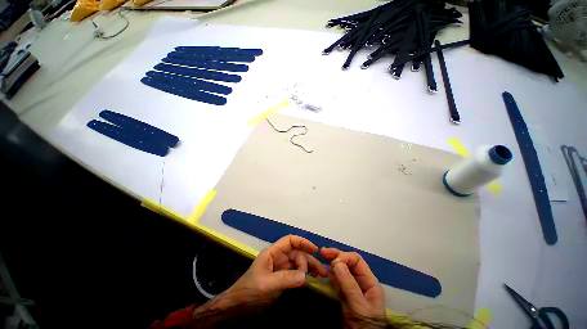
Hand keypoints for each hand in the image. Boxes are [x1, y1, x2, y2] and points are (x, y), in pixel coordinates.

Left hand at [213, 235, 327, 307]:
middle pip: (297, 253)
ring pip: (298, 263)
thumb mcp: (266, 284)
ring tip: (321, 275)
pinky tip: (312, 279)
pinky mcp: (282, 278)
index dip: (303, 242)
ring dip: (309, 267)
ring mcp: (281, 268)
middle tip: (318, 273)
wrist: (237, 307)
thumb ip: (285, 279)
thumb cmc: (249, 291)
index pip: (290, 241)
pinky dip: (304, 275)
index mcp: (272, 252)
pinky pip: (296, 273)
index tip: (315, 250)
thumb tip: (305, 276)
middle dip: (307, 260)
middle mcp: (278, 257)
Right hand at [321, 248, 385, 327]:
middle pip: (348, 261)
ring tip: (321, 265)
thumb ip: (349, 285)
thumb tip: (337, 262)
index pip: (356, 260)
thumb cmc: (365, 326)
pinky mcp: (343, 293)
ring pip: (340, 269)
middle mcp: (360, 281)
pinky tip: (323, 275)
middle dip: (335, 255)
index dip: (344, 257)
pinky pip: (335, 280)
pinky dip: (329, 275)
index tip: (332, 262)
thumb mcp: (359, 307)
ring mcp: (351, 287)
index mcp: (369, 281)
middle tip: (322, 253)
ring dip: (331, 265)